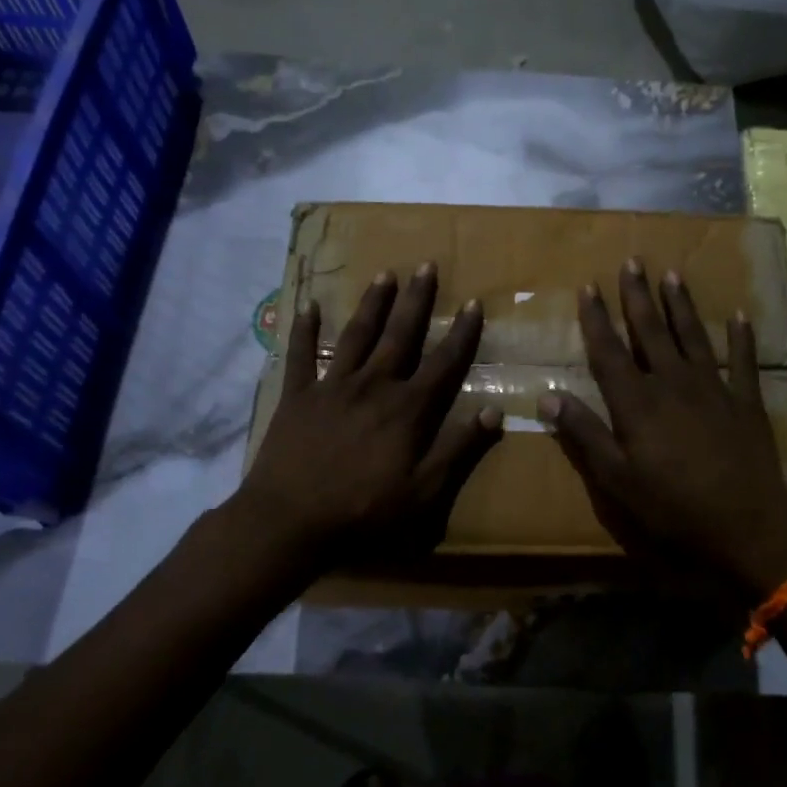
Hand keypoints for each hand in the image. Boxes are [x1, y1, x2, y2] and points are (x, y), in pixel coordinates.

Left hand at [234, 264, 501, 567]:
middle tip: (426, 265)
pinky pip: (300, 355)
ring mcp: (332, 387)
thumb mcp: (424, 491)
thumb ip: (458, 449)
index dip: (461, 333)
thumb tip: (496, 412)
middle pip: (400, 335)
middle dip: (416, 300)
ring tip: (385, 274)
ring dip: (373, 304)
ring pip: (357, 335)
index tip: (473, 303)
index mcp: (407, 408)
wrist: (289, 521)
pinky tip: (307, 306)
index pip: (443, 362)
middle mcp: (373, 385)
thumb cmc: (363, 511)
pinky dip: (303, 330)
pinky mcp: (298, 396)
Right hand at [540, 260, 786, 595]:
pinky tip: (738, 316)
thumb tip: (547, 396)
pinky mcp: (745, 402)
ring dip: (680, 305)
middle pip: (650, 331)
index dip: (596, 318)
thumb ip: (584, 434)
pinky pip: (743, 361)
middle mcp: (672, 383)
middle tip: (633, 262)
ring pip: (692, 336)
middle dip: (638, 296)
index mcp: (637, 402)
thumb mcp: (616, 478)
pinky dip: (741, 338)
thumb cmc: (673, 506)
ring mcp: (713, 388)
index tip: (588, 286)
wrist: (747, 524)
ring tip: (672, 276)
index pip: (609, 351)